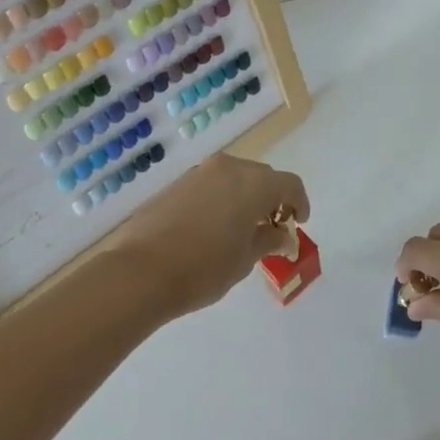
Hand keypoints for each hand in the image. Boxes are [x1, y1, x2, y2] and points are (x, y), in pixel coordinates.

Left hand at [107, 154, 310, 318]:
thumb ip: (268, 241)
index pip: (289, 184)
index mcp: (254, 184)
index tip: (298, 223)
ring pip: (235, 177)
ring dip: (245, 197)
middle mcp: (229, 168)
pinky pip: (212, 184)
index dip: (299, 203)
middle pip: (262, 177)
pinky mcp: (178, 182)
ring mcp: (200, 172)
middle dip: (272, 199)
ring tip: (242, 228)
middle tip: (272, 227)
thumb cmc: (203, 268)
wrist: (140, 271)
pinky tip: (214, 226)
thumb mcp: (244, 260)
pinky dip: (222, 198)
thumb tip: (282, 236)